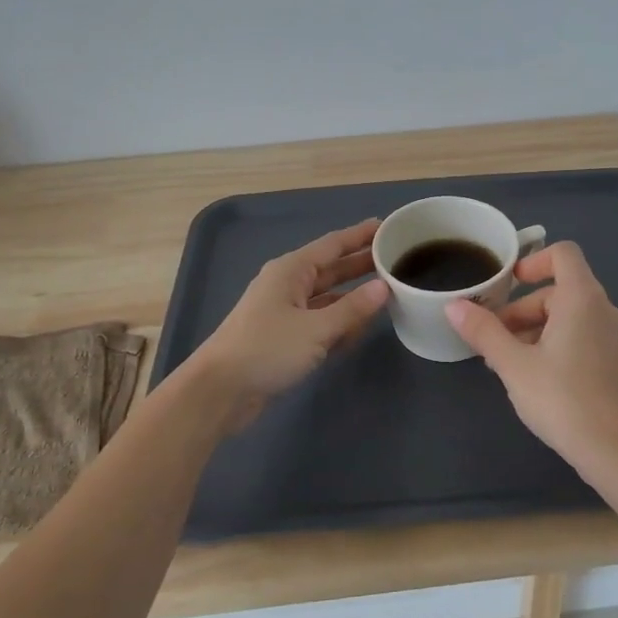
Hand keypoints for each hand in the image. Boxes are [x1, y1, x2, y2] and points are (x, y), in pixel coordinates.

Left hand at [186, 218, 391, 406]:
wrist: (220, 391)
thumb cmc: (267, 349)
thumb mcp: (316, 329)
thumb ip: (352, 309)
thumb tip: (383, 287)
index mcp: (291, 270)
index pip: (333, 244)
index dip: (360, 235)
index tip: (388, 226)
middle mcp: (288, 285)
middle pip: (332, 269)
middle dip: (361, 265)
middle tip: (397, 259)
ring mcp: (285, 312)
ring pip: (328, 298)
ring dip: (353, 297)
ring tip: (388, 293)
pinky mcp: (285, 338)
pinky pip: (320, 322)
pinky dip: (339, 323)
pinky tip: (361, 329)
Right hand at [445, 241, 617, 469]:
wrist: (614, 451)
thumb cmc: (562, 399)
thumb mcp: (513, 364)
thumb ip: (483, 331)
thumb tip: (453, 305)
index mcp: (583, 299)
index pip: (563, 254)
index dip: (533, 261)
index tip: (507, 284)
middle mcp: (605, 309)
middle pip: (559, 290)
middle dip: (522, 309)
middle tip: (493, 339)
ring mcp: (615, 336)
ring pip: (568, 315)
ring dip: (534, 328)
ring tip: (506, 361)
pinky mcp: (616, 360)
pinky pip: (581, 334)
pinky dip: (555, 342)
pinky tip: (533, 376)